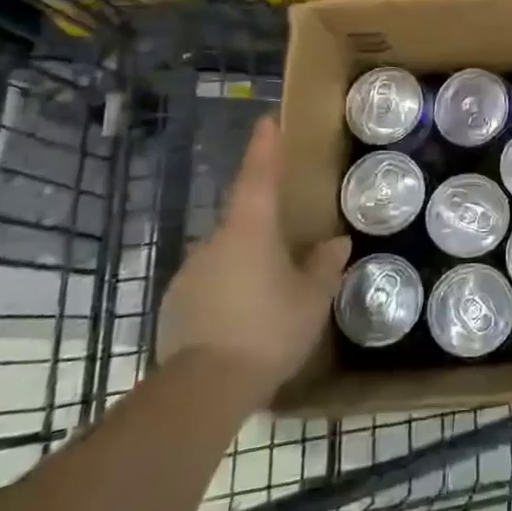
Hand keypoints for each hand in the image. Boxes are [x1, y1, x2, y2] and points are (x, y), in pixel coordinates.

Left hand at [157, 116, 350, 387]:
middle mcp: (214, 241)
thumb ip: (324, 266)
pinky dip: (229, 291)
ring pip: (226, 255)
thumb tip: (335, 242)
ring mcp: (190, 273)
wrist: (203, 389)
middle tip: (289, 248)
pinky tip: (244, 320)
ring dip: (247, 264)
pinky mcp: (176, 304)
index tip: (267, 121)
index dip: (264, 147)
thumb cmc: (268, 330)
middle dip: (264, 228)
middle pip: (243, 220)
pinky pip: (210, 285)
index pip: (258, 176)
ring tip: (270, 295)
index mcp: (250, 230)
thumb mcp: (311, 299)